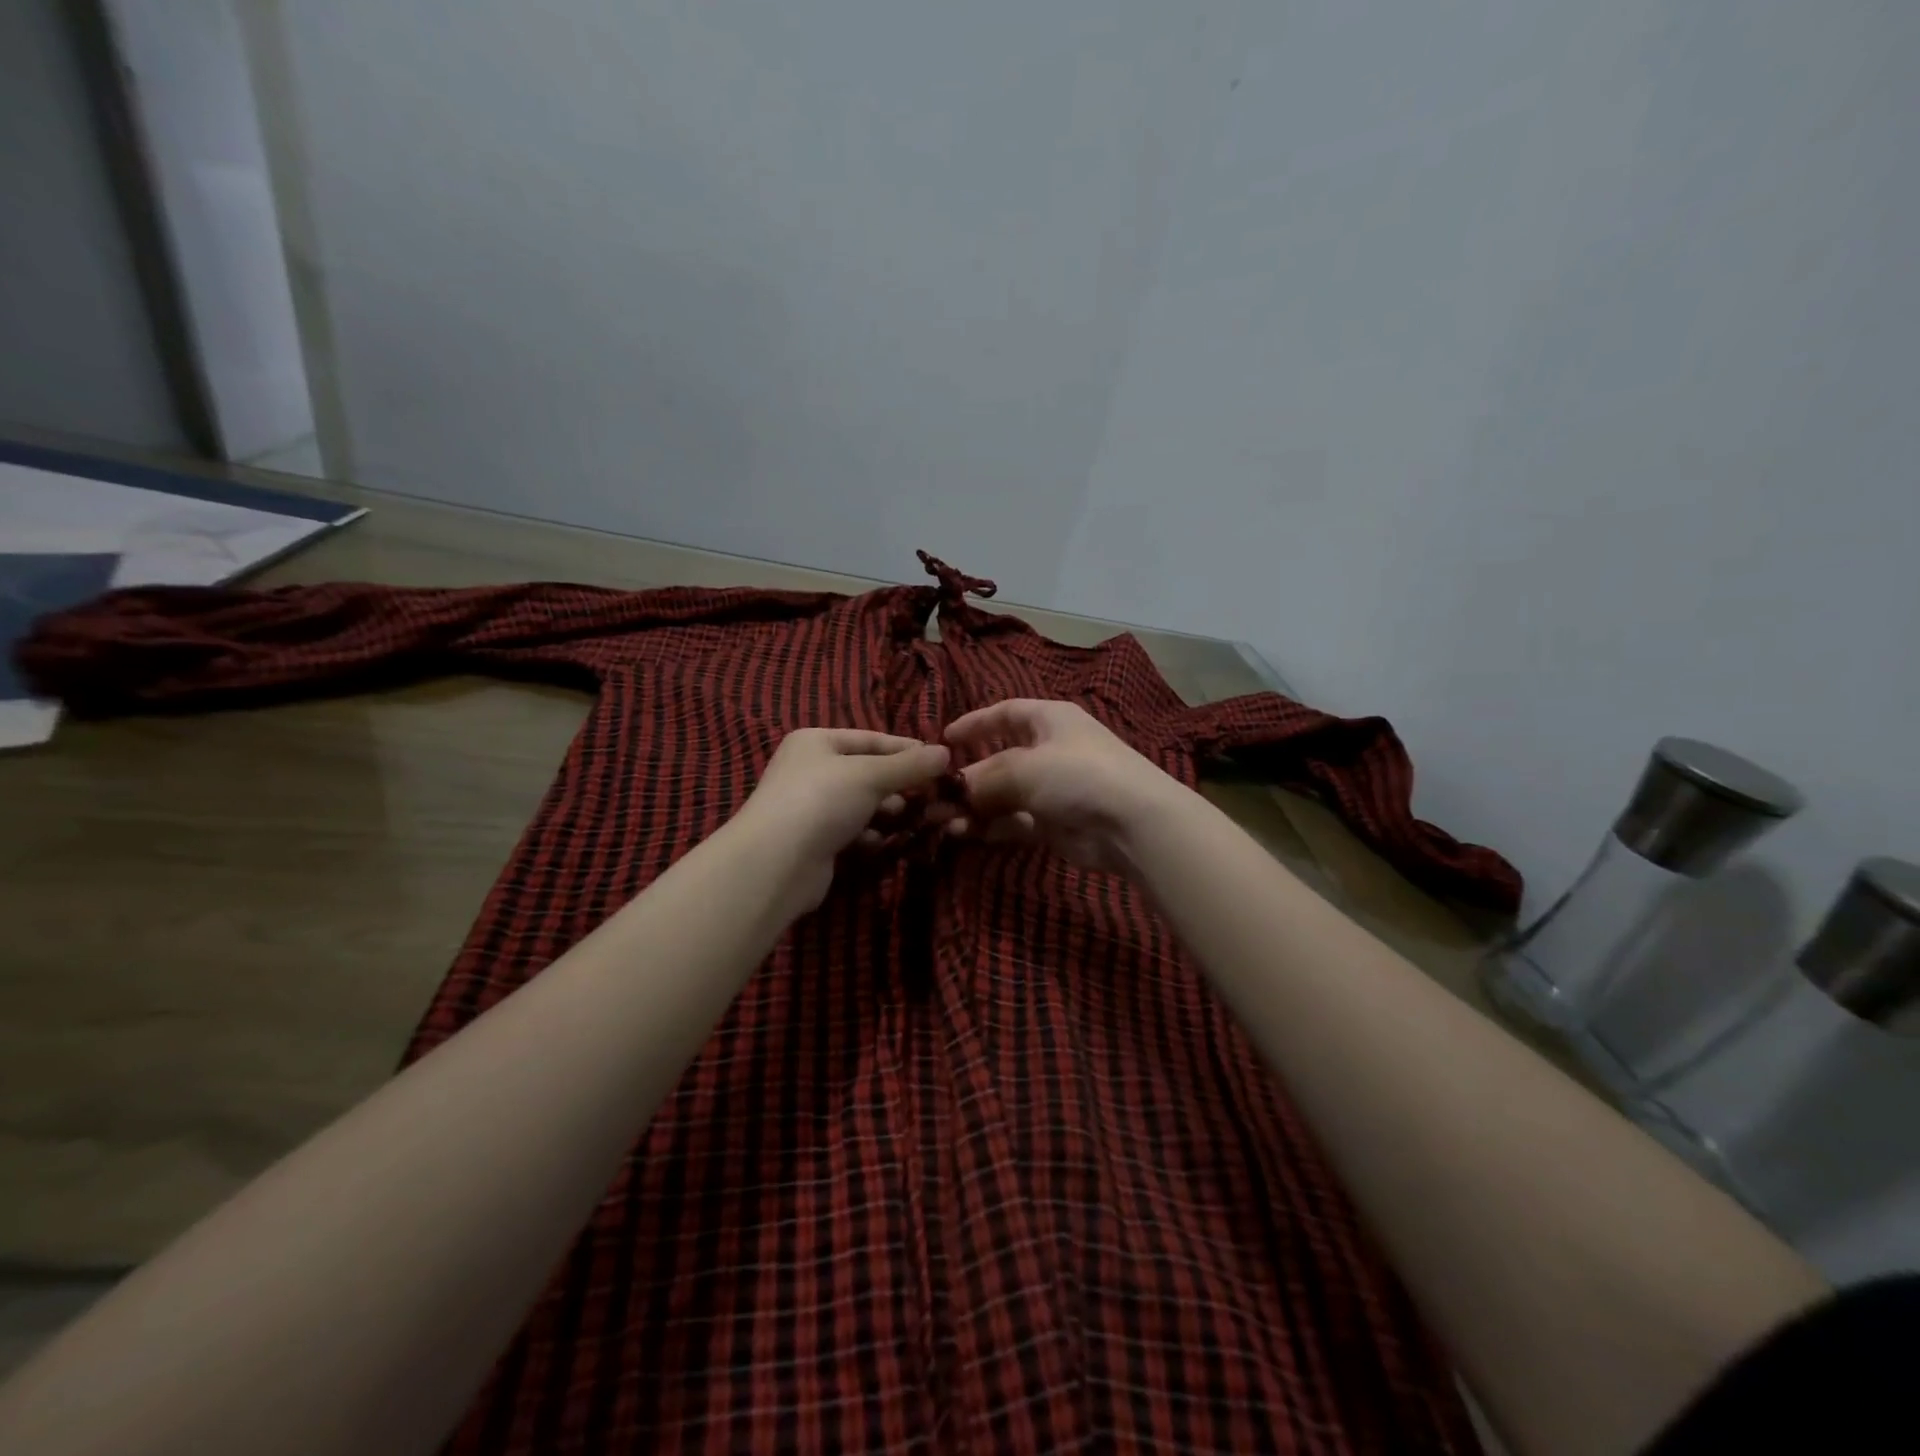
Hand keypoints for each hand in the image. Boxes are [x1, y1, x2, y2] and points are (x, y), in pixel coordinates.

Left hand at [733, 728, 950, 910]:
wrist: (777, 862)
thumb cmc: (822, 800)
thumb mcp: (871, 775)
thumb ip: (910, 765)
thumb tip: (947, 752)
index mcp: (816, 741)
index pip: (871, 739)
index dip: (906, 749)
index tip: (941, 762)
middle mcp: (809, 769)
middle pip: (866, 771)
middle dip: (898, 784)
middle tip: (931, 795)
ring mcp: (809, 806)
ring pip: (860, 803)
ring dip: (887, 811)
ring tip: (914, 818)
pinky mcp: (813, 840)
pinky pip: (850, 830)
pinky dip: (869, 834)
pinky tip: (885, 841)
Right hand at [942, 699, 1185, 872]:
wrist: (1131, 822)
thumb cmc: (1076, 774)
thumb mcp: (1022, 768)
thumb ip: (983, 778)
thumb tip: (954, 791)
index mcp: (1049, 720)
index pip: (1005, 713)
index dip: (974, 725)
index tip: (944, 740)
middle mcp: (1050, 750)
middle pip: (999, 760)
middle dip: (968, 779)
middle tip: (935, 798)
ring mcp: (1054, 788)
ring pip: (1004, 795)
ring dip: (975, 808)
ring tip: (945, 823)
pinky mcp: (1055, 822)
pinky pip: (1016, 820)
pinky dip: (993, 826)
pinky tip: (969, 834)